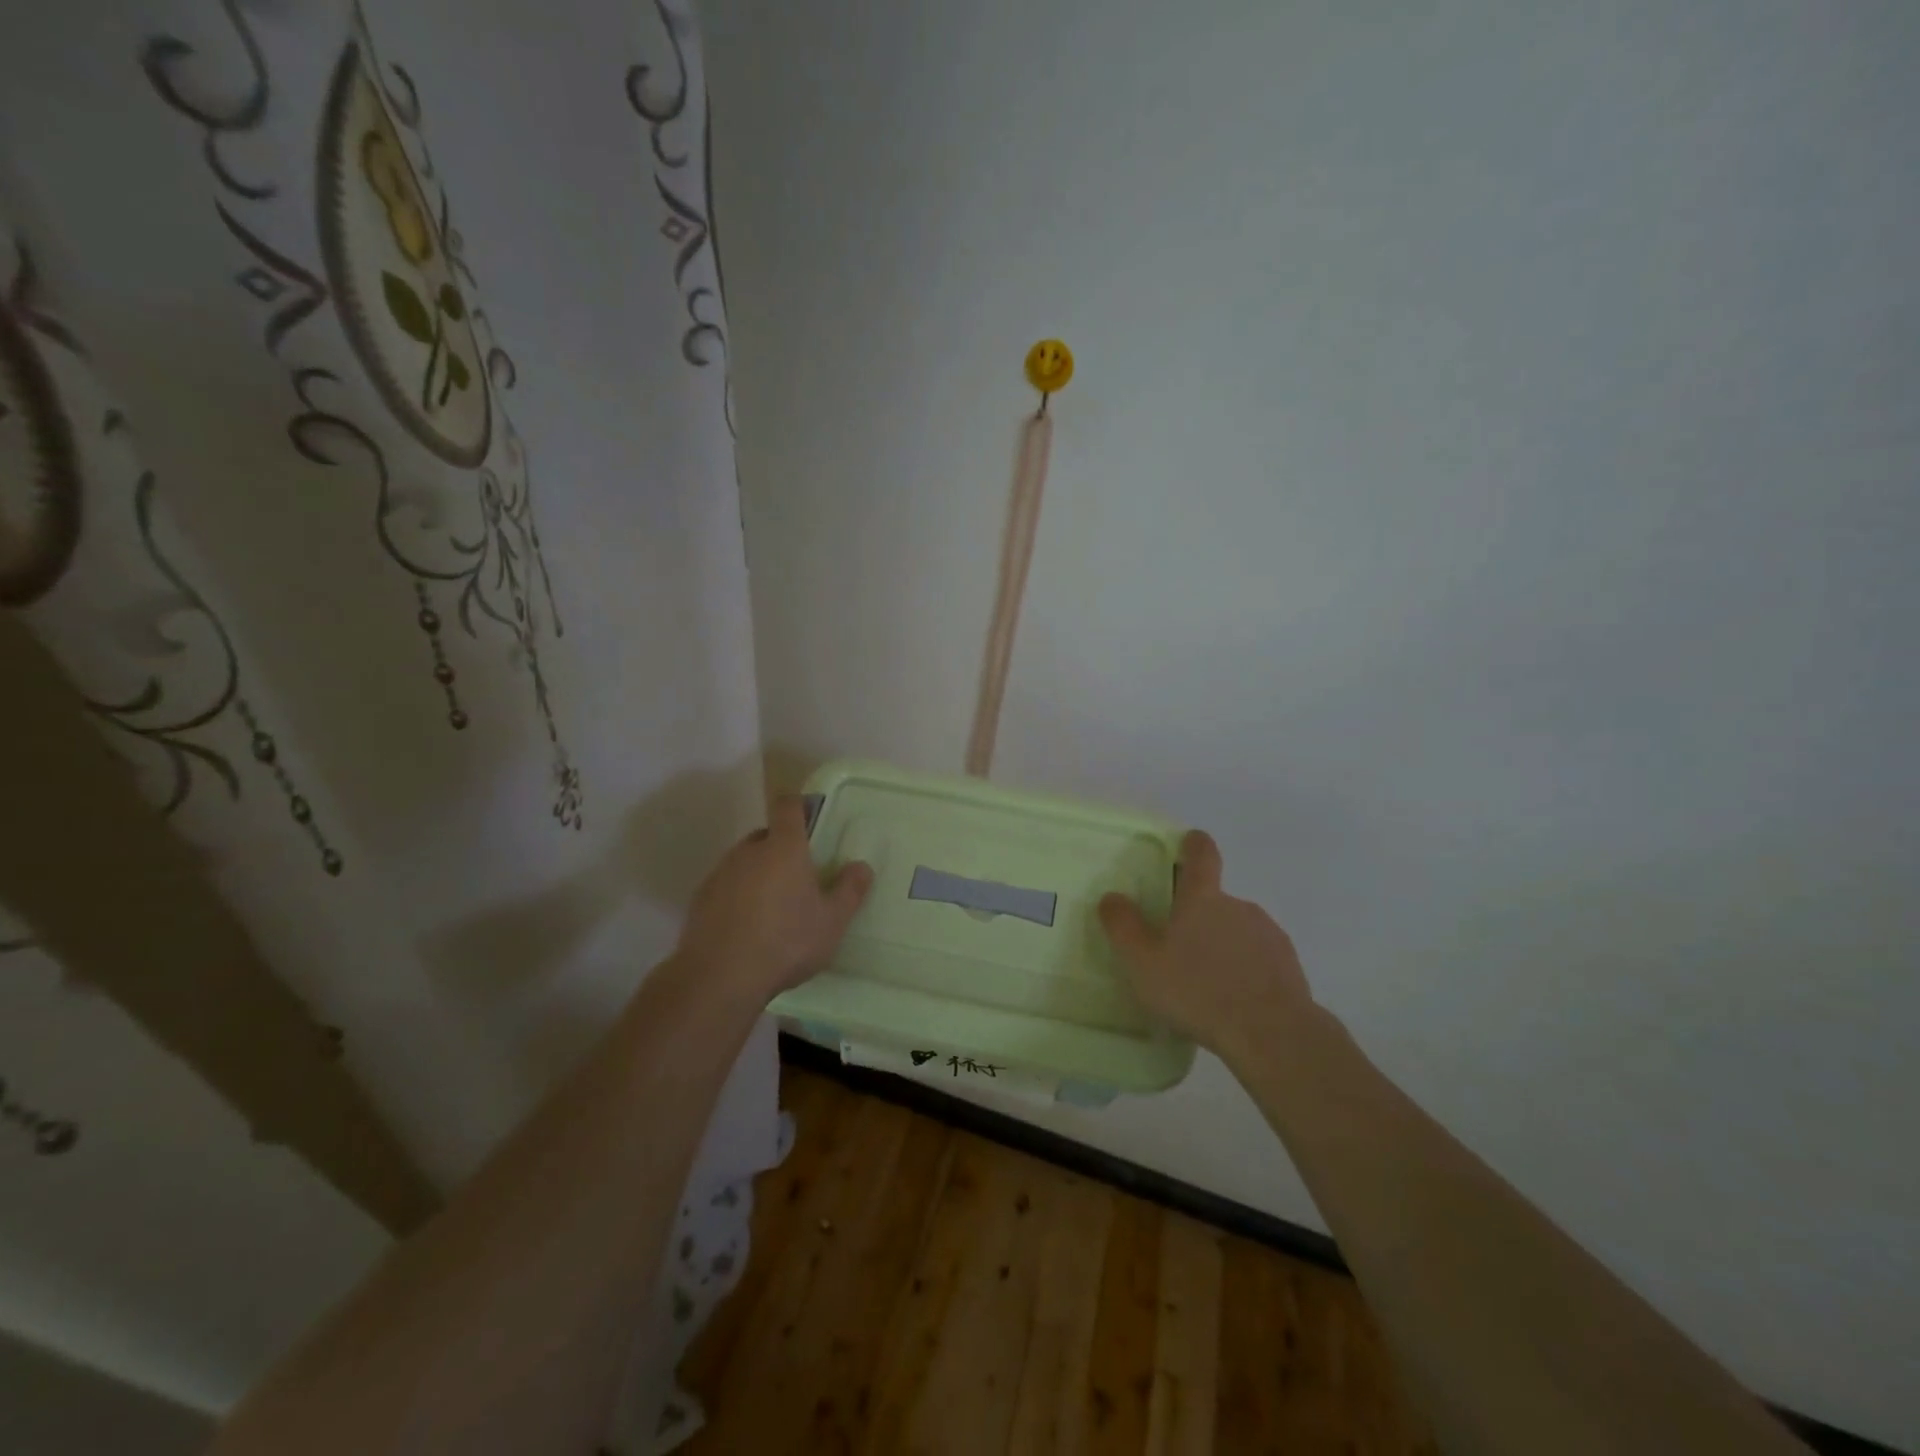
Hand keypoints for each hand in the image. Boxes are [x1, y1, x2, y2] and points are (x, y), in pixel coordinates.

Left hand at [676, 796, 873, 1001]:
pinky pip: (726, 886)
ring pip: (744, 861)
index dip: (799, 806)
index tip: (810, 818)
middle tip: (799, 877)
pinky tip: (747, 926)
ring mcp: (720, 874)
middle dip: (781, 848)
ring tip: (773, 907)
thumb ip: (850, 891)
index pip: (787, 806)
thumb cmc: (786, 942)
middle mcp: (749, 851)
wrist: (720, 977)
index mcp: (784, 847)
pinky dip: (737, 896)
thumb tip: (861, 866)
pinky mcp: (700, 899)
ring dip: (758, 873)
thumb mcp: (832, 922)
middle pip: (766, 835)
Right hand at [1098, 830, 1314, 1064]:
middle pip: (1215, 899)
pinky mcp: (1288, 965)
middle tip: (1177, 947)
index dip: (1194, 845)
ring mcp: (1267, 934)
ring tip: (1205, 982)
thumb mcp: (1142, 961)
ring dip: (1222, 944)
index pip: (1201, 854)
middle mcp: (1238, 906)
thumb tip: (1112, 897)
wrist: (1271, 1033)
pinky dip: (1245, 969)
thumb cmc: (1197, 990)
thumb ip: (1122, 925)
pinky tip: (1233, 999)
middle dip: (1198, 916)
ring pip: (1237, 929)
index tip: (1189, 842)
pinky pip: (1259, 957)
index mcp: (1202, 898)